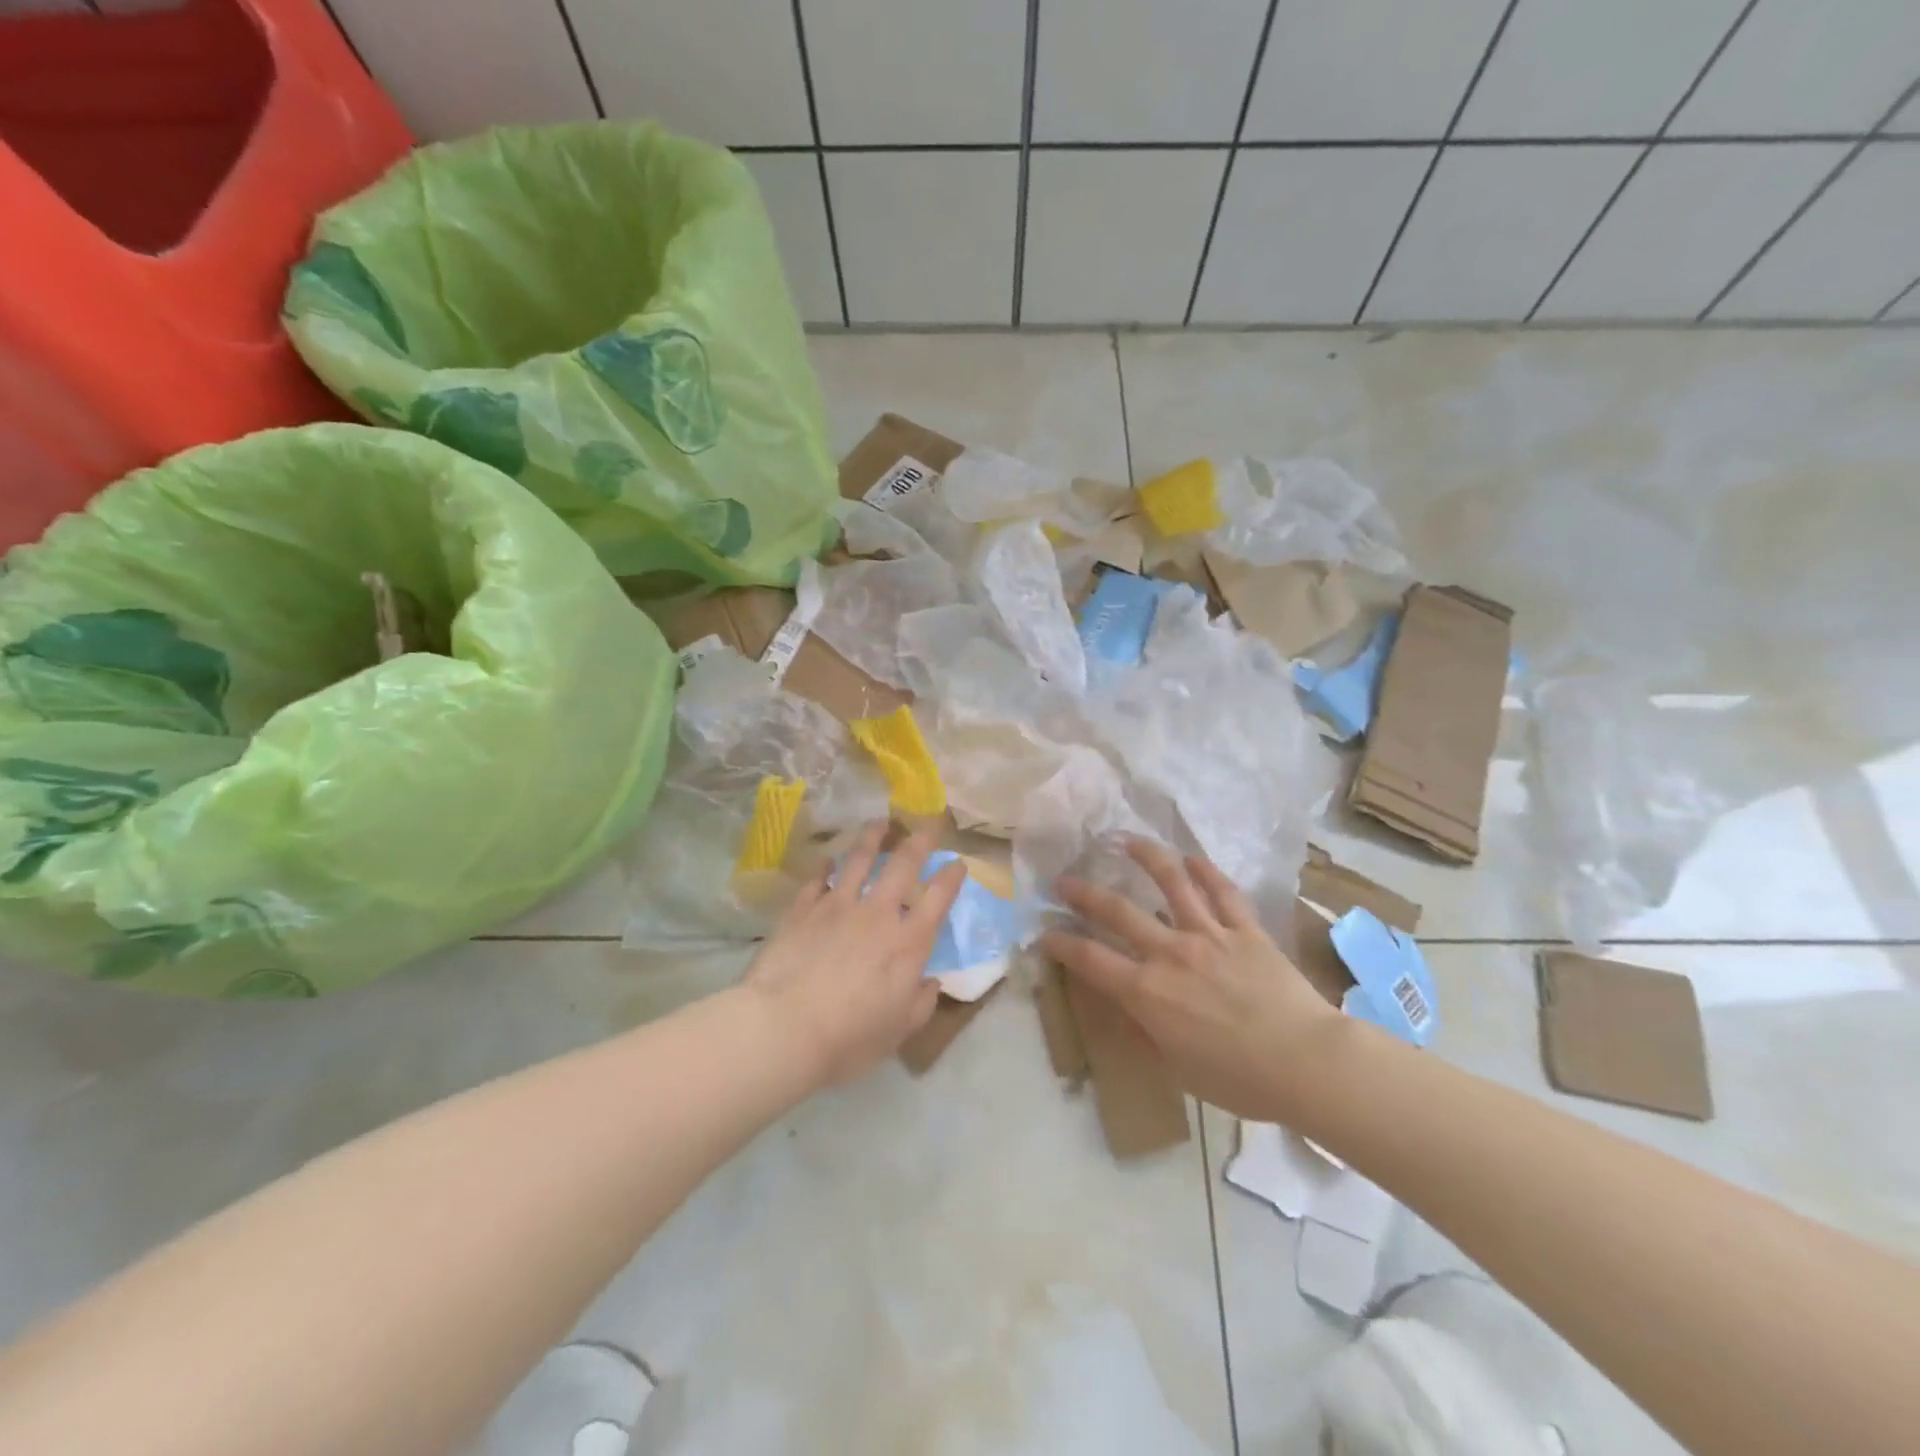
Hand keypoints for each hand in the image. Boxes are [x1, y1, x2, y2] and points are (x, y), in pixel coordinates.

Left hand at [741, 821, 966, 1087]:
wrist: (784, 1027)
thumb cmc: (849, 1037)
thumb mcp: (898, 1031)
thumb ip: (921, 1003)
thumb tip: (931, 982)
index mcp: (908, 942)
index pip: (938, 898)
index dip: (951, 877)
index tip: (958, 863)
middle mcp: (878, 914)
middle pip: (903, 865)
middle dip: (919, 841)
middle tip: (927, 824)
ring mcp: (837, 906)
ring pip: (859, 860)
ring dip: (873, 838)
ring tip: (879, 824)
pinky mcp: (803, 909)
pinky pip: (817, 879)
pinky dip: (825, 866)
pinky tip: (827, 860)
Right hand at [1041, 840, 1341, 1122]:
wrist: (1306, 1063)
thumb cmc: (1238, 1079)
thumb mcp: (1176, 1067)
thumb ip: (1144, 1033)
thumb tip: (1122, 1010)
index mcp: (1147, 990)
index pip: (1089, 959)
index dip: (1059, 943)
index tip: (1042, 933)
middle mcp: (1170, 952)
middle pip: (1117, 911)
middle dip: (1083, 893)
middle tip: (1064, 879)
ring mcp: (1209, 934)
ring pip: (1170, 883)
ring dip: (1144, 857)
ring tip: (1125, 841)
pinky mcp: (1245, 929)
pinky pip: (1222, 892)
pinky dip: (1205, 871)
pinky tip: (1191, 859)